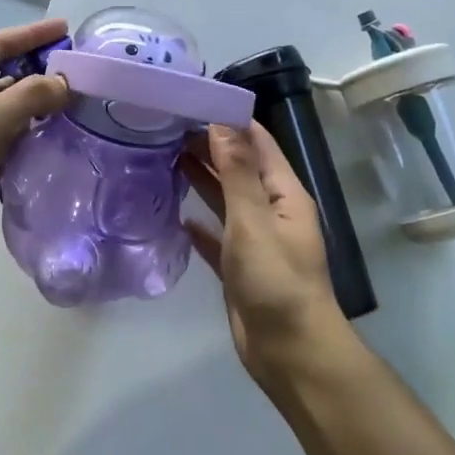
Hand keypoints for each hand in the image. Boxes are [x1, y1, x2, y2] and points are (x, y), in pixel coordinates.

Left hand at [0, 19, 71, 263]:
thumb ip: (30, 96)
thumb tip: (64, 82)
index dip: (30, 34)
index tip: (65, 28)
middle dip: (34, 67)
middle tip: (72, 68)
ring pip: (1, 104)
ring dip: (31, 100)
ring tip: (69, 99)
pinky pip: (0, 132)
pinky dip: (23, 128)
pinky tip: (48, 132)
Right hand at [183, 123, 352, 389]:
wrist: (289, 353)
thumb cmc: (276, 281)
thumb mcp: (253, 220)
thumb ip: (236, 173)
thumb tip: (221, 123)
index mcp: (284, 194)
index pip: (258, 143)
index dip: (230, 120)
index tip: (193, 101)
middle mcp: (271, 211)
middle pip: (239, 168)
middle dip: (209, 146)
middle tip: (166, 127)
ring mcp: (255, 241)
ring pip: (225, 200)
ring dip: (201, 179)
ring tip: (164, 157)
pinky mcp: (239, 268)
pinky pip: (216, 237)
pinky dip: (200, 224)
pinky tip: (177, 216)